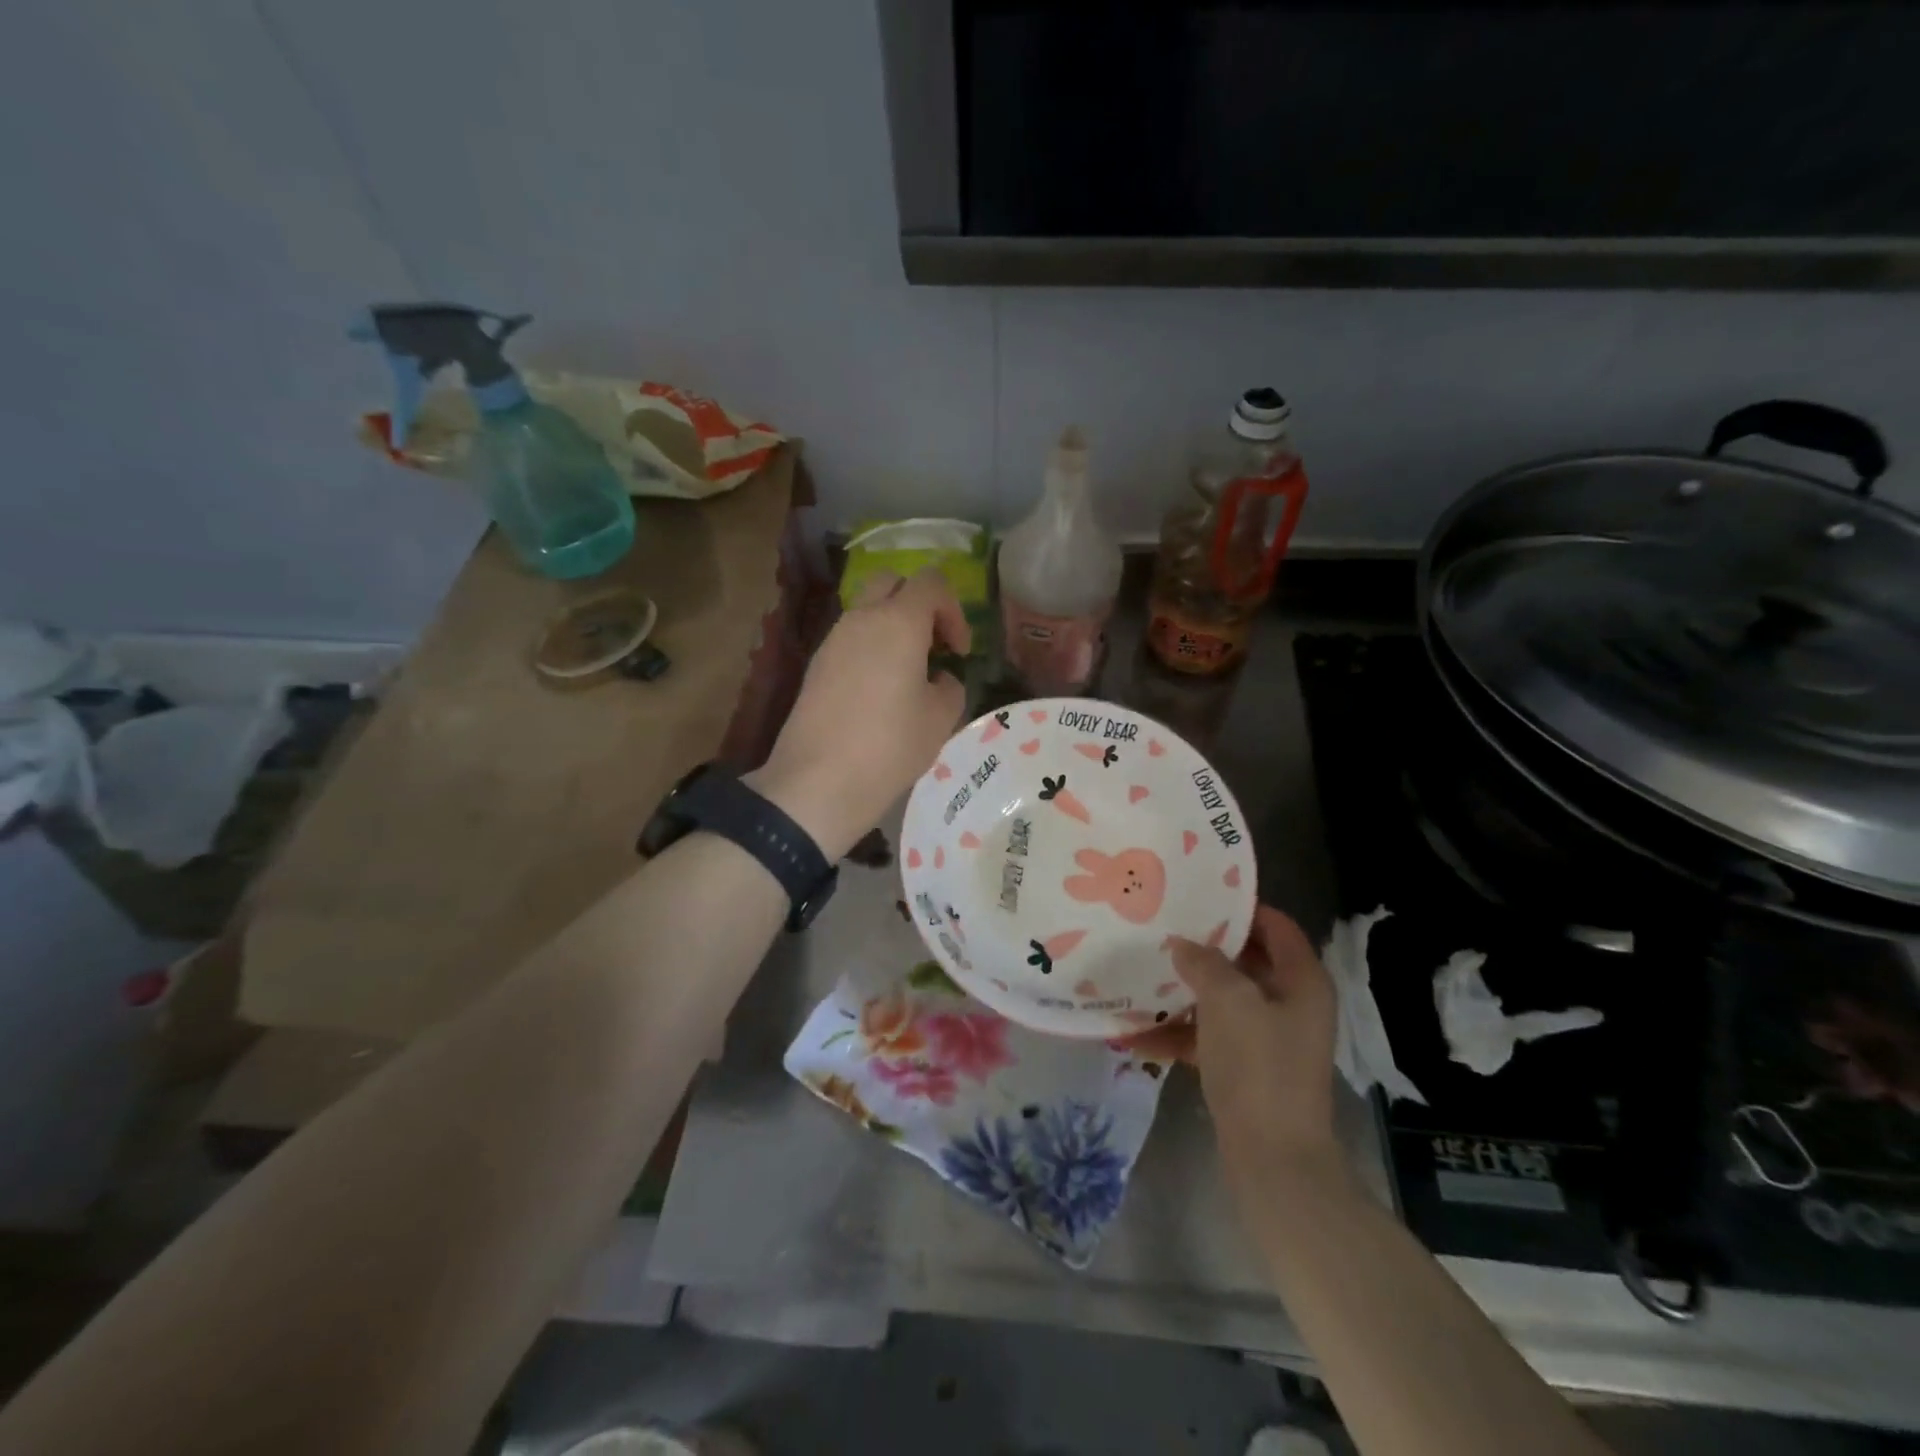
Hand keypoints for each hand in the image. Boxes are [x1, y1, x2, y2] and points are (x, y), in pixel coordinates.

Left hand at [748, 568, 969, 859]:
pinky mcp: (816, 665)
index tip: (959, 651)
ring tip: (908, 674)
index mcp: (898, 622)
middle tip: (934, 646)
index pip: (931, 582)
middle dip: (919, 604)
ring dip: (893, 627)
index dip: (954, 610)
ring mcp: (833, 640)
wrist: (817, 782)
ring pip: (867, 610)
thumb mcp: (941, 719)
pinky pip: (850, 639)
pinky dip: (871, 648)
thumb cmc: (890, 746)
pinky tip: (879, 693)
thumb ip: (950, 686)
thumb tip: (938, 678)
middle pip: (892, 581)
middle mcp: (861, 619)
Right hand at [1127, 905, 1338, 1179]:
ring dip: (1186, 990)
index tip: (1197, 895)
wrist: (1273, 1159)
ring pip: (1224, 998)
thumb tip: (1183, 945)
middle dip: (1203, 947)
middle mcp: (1291, 1004)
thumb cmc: (1259, 1067)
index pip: (1275, 925)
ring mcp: (1270, 1038)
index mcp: (1302, 981)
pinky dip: (1181, 1032)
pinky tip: (1138, 1032)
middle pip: (1245, 960)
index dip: (1239, 907)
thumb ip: (1204, 963)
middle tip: (1162, 929)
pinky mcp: (1248, 1067)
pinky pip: (1211, 1035)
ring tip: (1143, 974)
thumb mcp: (1228, 1001)